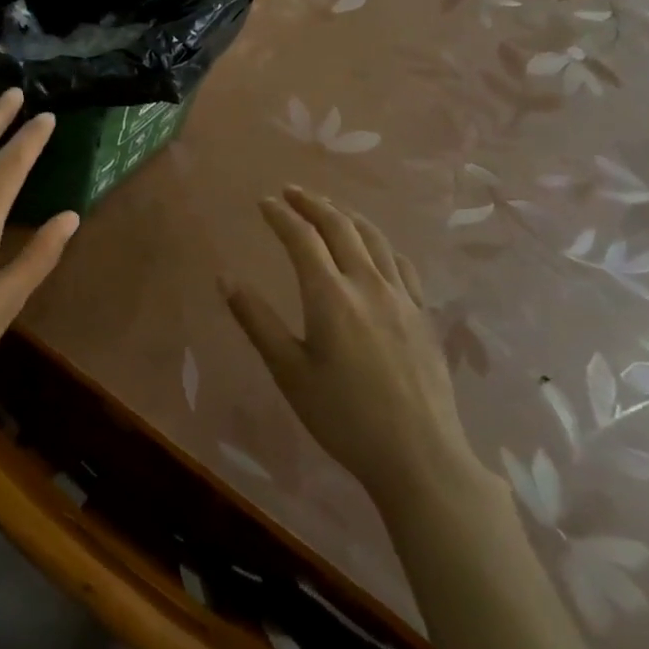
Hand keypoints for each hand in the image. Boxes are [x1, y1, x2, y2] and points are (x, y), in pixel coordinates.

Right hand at [225, 187, 481, 508]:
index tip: (263, 202)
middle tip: (291, 191)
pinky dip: (380, 242)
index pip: (302, 238)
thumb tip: (225, 278)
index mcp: (331, 296)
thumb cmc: (344, 417)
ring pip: (374, 238)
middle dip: (312, 203)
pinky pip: (401, 262)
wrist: (420, 457)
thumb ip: (257, 321)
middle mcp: (368, 284)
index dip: (281, 215)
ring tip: (328, 207)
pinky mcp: (423, 314)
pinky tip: (375, 247)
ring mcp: (402, 297)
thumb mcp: (289, 372)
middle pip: (340, 226)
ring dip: (346, 214)